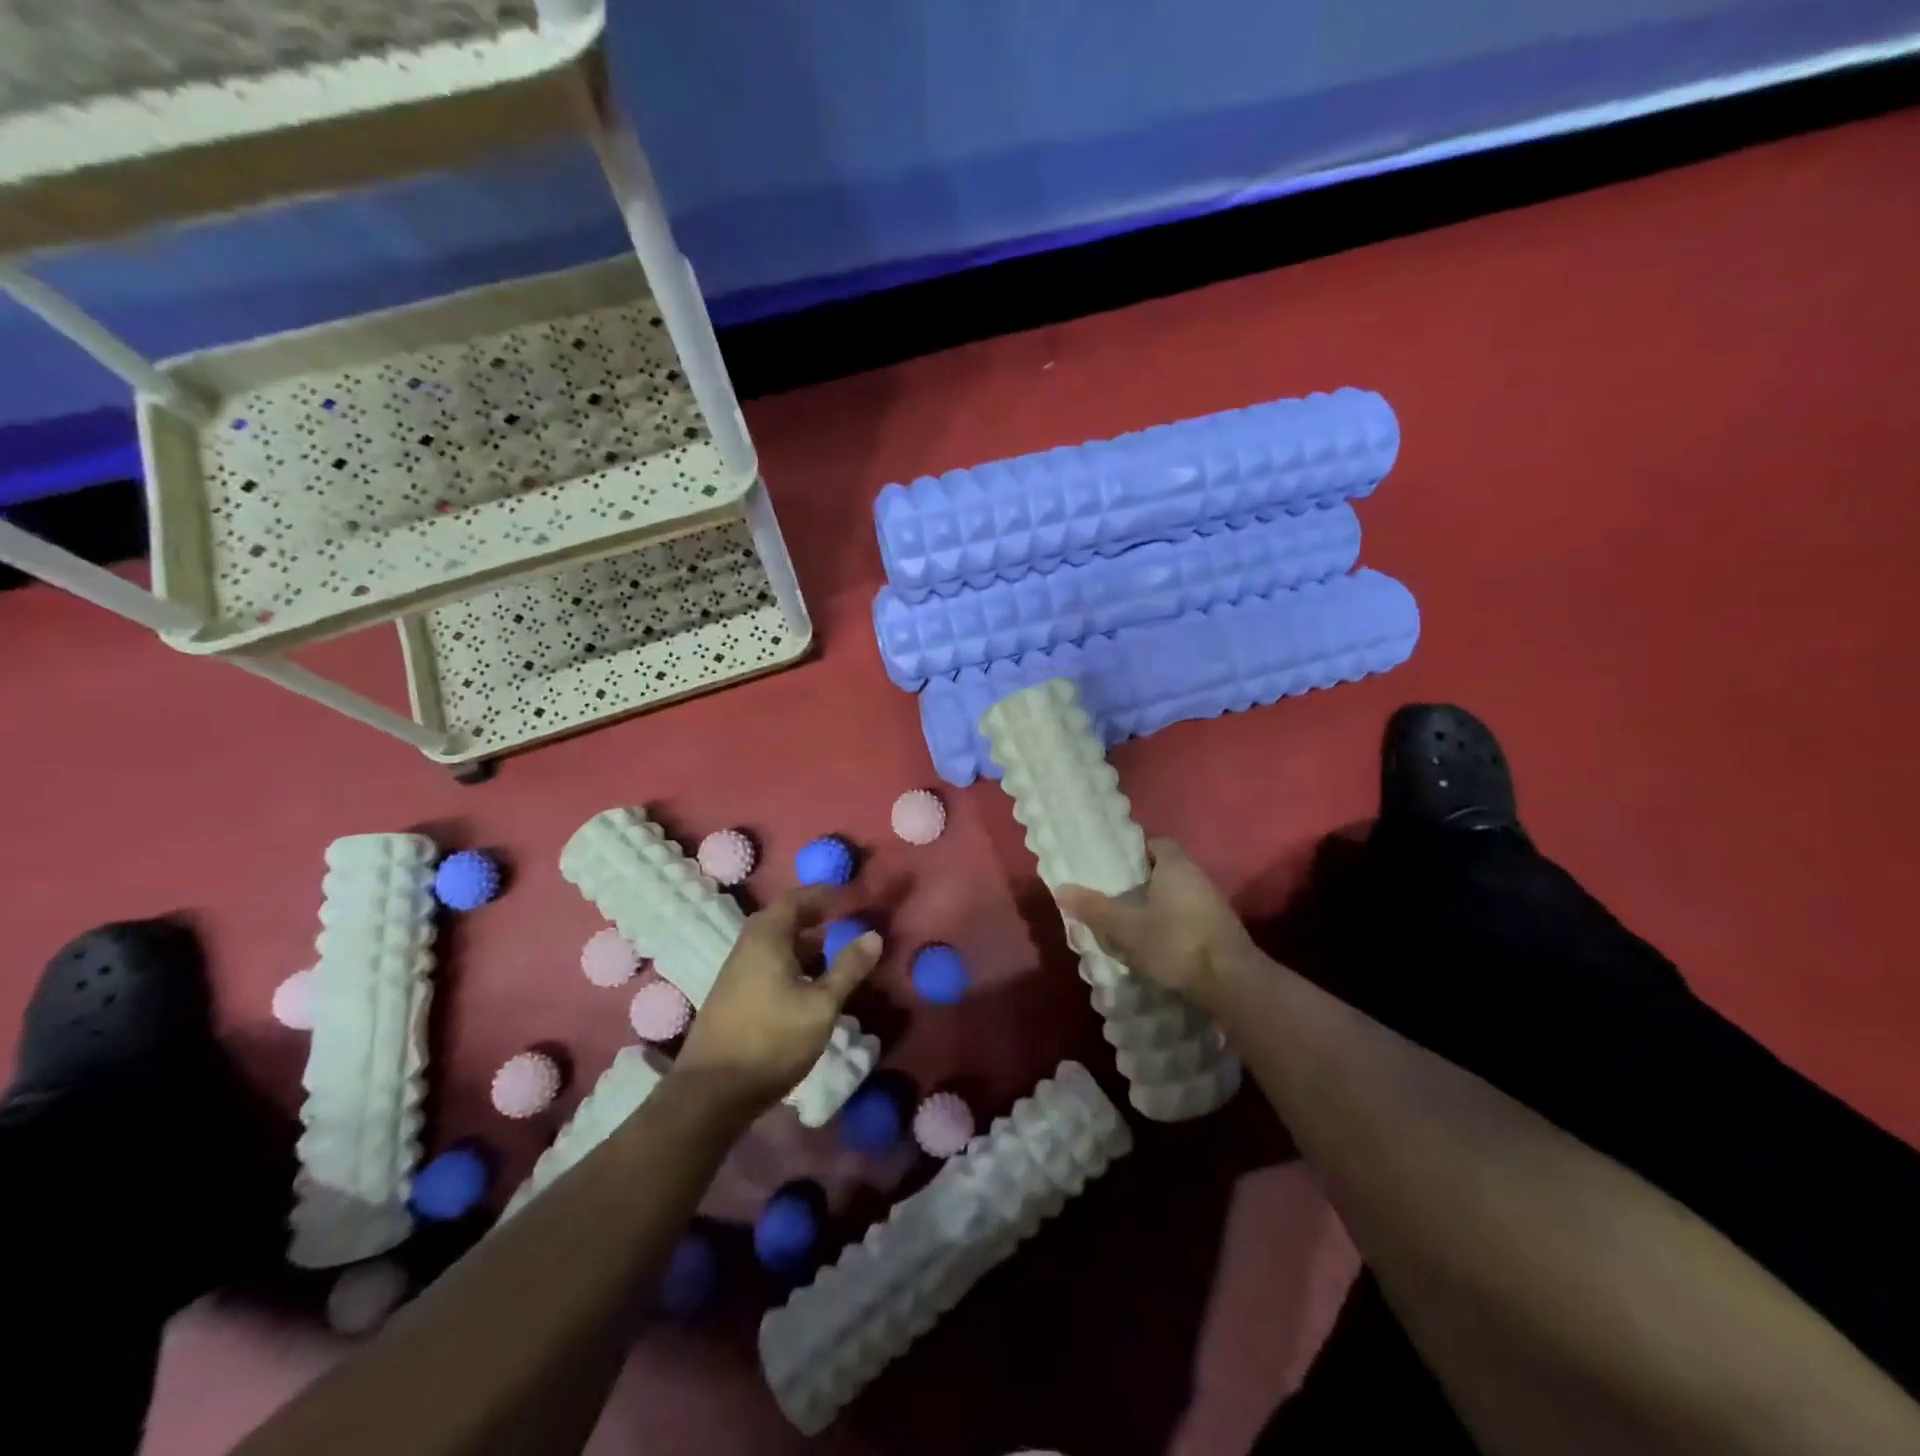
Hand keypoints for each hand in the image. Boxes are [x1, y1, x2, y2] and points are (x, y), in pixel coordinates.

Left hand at [674, 886, 882, 1109]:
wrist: (711, 1093)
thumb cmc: (772, 1040)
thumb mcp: (821, 1005)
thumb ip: (848, 968)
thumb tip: (873, 935)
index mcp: (767, 938)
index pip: (796, 899)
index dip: (822, 894)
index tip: (848, 894)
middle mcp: (747, 947)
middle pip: (782, 919)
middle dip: (813, 916)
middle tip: (842, 919)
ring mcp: (736, 973)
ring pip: (774, 944)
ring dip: (803, 942)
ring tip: (832, 952)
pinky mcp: (733, 997)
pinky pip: (767, 963)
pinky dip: (791, 962)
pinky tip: (808, 985)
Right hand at [1055, 838, 1257, 1011]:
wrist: (1233, 983)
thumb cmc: (1176, 944)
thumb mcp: (1127, 928)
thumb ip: (1095, 908)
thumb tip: (1060, 888)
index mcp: (1176, 866)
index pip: (1156, 843)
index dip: (1134, 852)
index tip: (1115, 866)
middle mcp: (1198, 877)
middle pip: (1166, 869)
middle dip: (1142, 881)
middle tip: (1116, 896)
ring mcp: (1214, 904)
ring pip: (1178, 894)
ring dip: (1158, 904)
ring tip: (1131, 922)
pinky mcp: (1221, 929)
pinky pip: (1190, 916)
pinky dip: (1173, 923)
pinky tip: (1157, 943)